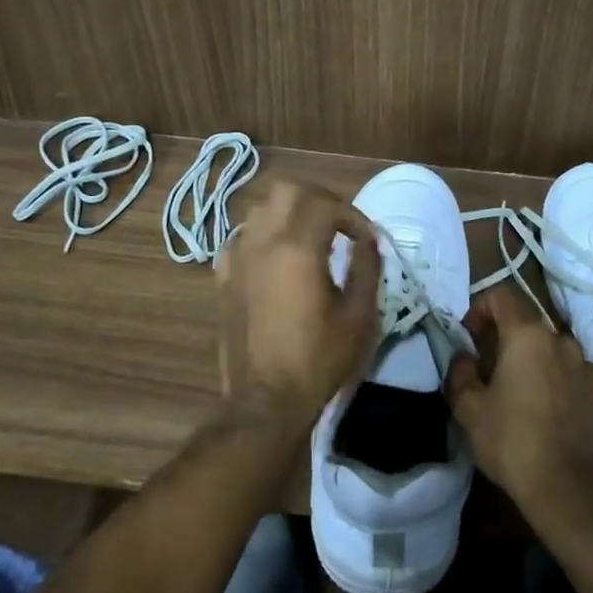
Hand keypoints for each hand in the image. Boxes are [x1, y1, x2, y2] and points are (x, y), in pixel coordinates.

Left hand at [217, 177, 380, 426]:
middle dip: (317, 198)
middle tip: (338, 223)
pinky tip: (276, 258)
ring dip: (288, 212)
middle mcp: (262, 242)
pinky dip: (262, 235)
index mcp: (297, 249)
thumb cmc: (318, 360)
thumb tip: (369, 239)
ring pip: (260, 209)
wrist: (265, 402)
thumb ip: (367, 267)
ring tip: (310, 236)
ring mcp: (237, 258)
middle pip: (287, 190)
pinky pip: (241, 237)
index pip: (326, 203)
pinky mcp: (223, 277)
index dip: (352, 214)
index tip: (366, 238)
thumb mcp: (359, 317)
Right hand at [445, 287, 592, 525]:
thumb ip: (460, 373)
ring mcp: (587, 368)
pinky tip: (548, 415)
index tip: (470, 336)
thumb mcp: (469, 410)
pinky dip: (558, 383)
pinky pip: (573, 376)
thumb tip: (464, 357)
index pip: (502, 296)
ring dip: (535, 361)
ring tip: (522, 395)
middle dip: (507, 339)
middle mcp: (562, 341)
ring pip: (553, 351)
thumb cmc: (513, 442)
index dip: (481, 308)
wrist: (570, 491)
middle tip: (491, 371)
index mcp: (528, 336)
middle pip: (529, 325)